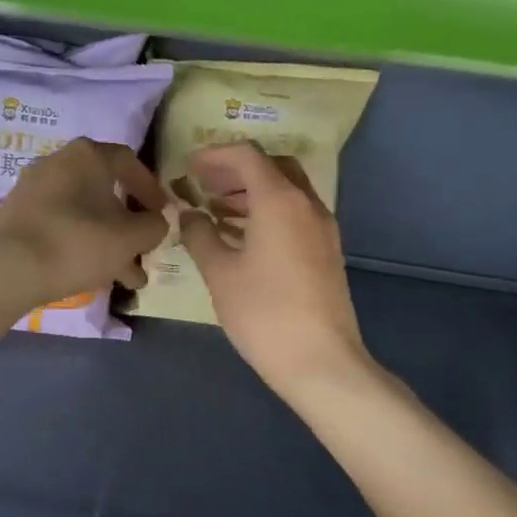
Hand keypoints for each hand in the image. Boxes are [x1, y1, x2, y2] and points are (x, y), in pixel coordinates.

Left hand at [0, 138, 168, 313]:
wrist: (8, 268)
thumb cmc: (78, 242)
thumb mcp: (131, 238)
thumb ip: (154, 226)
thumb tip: (156, 221)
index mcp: (87, 155)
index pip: (129, 162)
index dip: (151, 189)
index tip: (162, 214)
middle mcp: (58, 162)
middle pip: (104, 191)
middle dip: (128, 225)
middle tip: (144, 251)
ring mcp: (33, 188)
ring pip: (83, 213)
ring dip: (108, 242)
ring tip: (126, 278)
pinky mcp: (16, 215)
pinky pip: (59, 224)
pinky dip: (79, 244)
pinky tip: (92, 276)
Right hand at [179, 142, 367, 399]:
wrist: (320, 361)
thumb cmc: (263, 312)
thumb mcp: (219, 272)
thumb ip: (200, 235)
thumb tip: (189, 214)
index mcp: (279, 200)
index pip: (247, 155)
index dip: (215, 155)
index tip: (189, 167)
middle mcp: (306, 204)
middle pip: (272, 167)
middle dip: (236, 170)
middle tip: (204, 185)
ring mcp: (322, 227)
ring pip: (286, 191)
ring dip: (251, 192)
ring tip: (216, 210)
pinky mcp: (326, 250)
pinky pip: (294, 214)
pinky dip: (267, 212)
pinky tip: (241, 236)